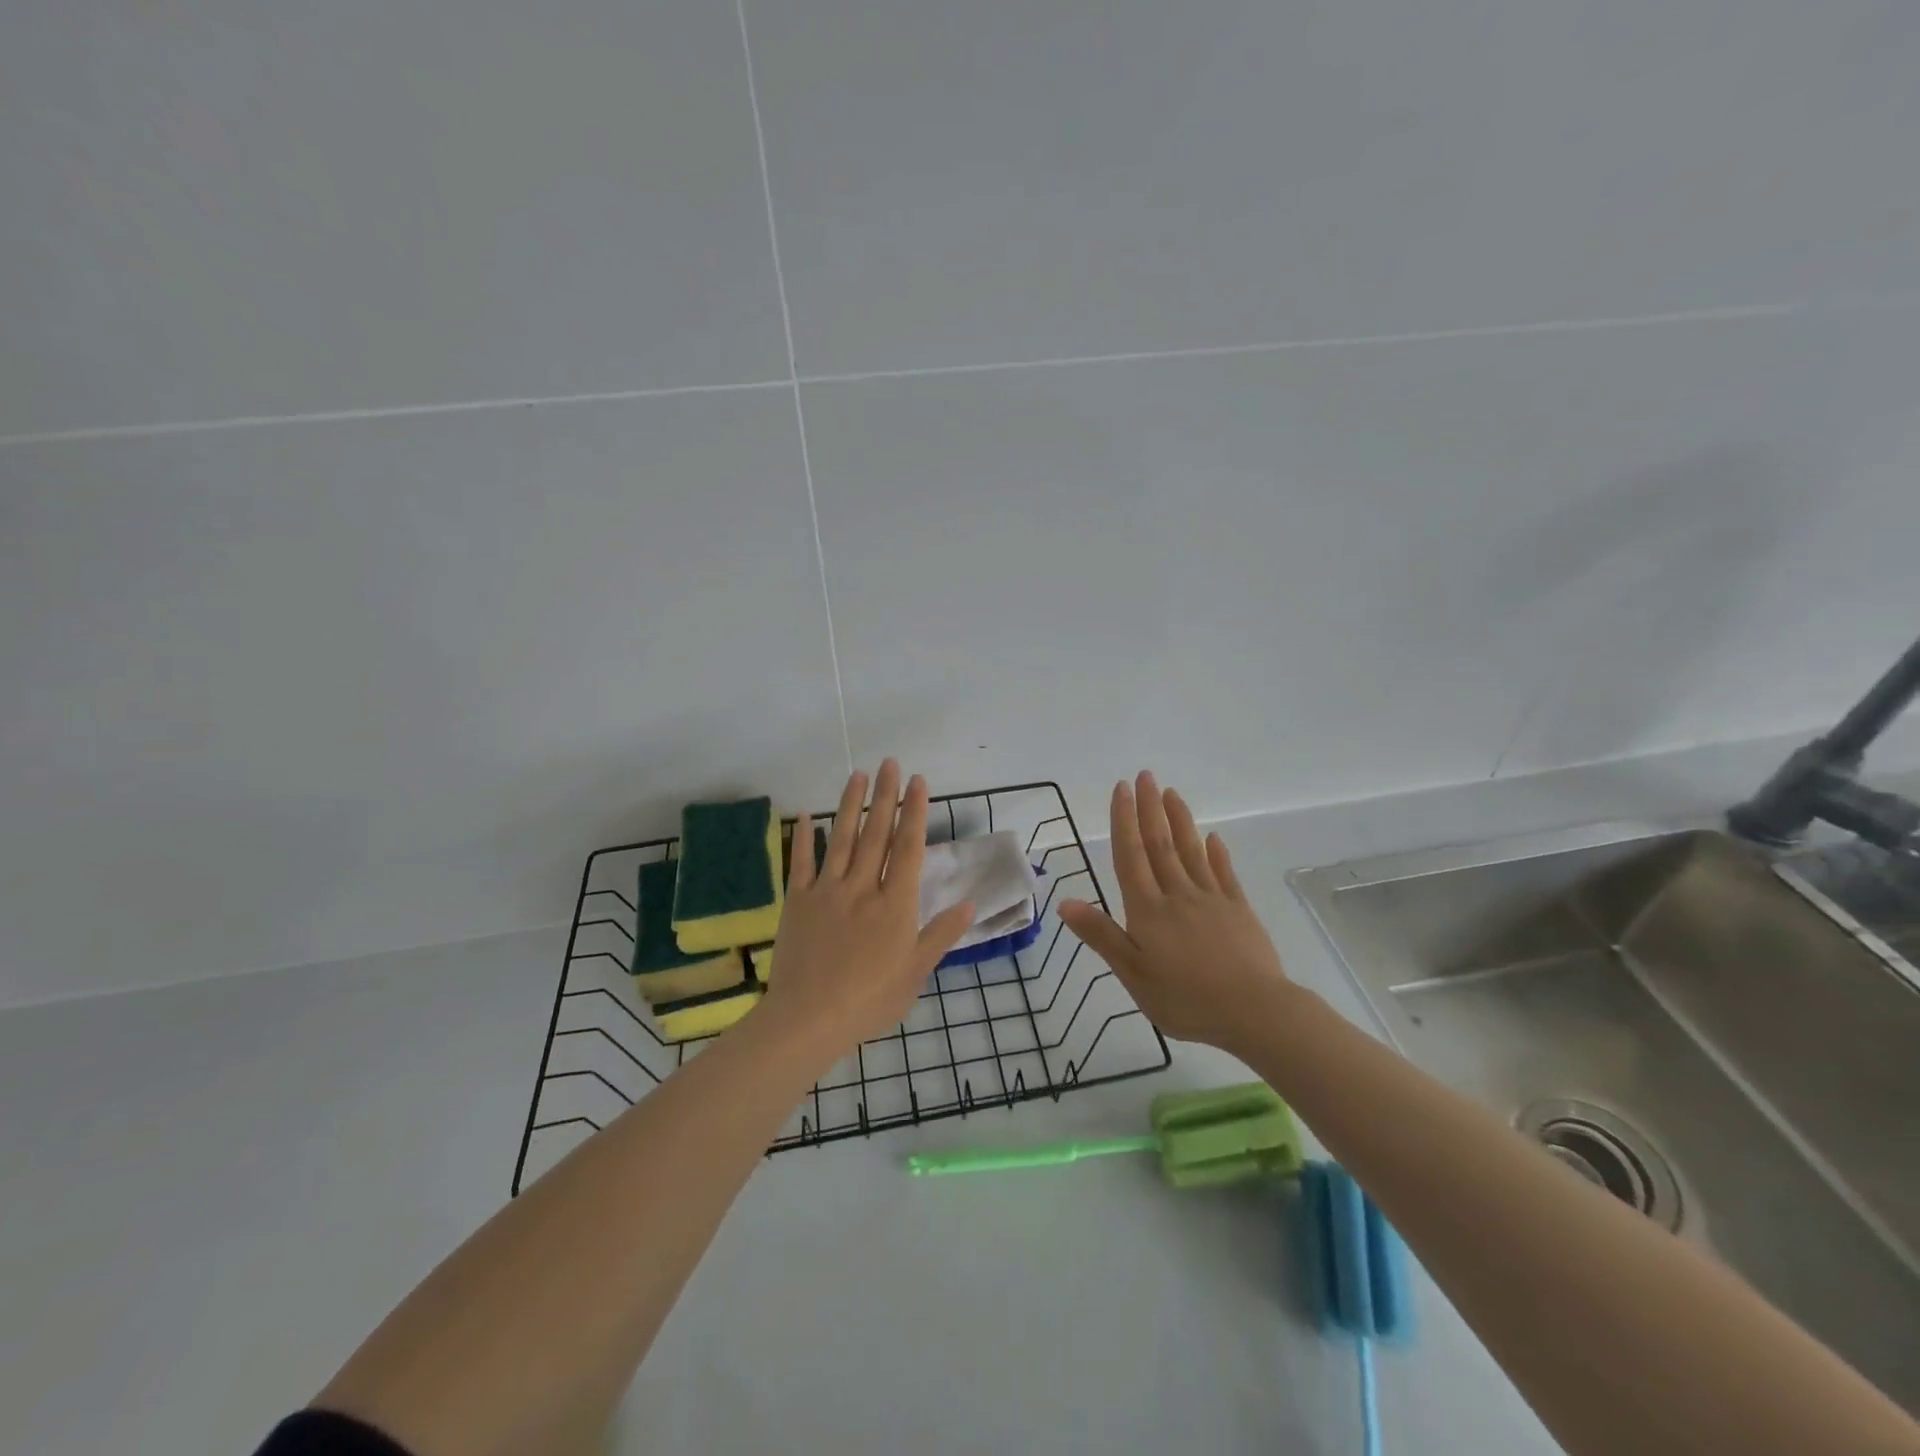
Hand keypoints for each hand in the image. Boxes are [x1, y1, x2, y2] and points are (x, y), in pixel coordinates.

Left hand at [760, 760, 974, 1057]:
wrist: (808, 1019)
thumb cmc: (869, 1000)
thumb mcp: (915, 973)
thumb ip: (941, 935)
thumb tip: (970, 904)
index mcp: (895, 904)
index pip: (909, 848)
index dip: (915, 812)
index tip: (918, 781)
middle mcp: (863, 887)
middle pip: (877, 833)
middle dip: (886, 796)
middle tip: (890, 763)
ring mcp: (827, 891)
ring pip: (841, 838)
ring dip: (850, 804)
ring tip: (858, 774)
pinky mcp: (797, 901)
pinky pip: (800, 862)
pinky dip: (803, 837)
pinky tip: (805, 814)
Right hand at [1059, 771, 1292, 1055]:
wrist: (1255, 1013)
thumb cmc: (1186, 1000)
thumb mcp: (1133, 975)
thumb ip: (1101, 936)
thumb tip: (1064, 902)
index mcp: (1148, 910)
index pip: (1130, 856)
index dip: (1123, 821)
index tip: (1121, 789)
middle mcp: (1177, 895)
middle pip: (1160, 844)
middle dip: (1150, 808)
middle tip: (1144, 775)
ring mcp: (1212, 900)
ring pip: (1191, 851)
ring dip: (1180, 820)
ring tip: (1171, 793)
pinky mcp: (1239, 910)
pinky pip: (1224, 874)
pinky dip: (1217, 853)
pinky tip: (1213, 838)